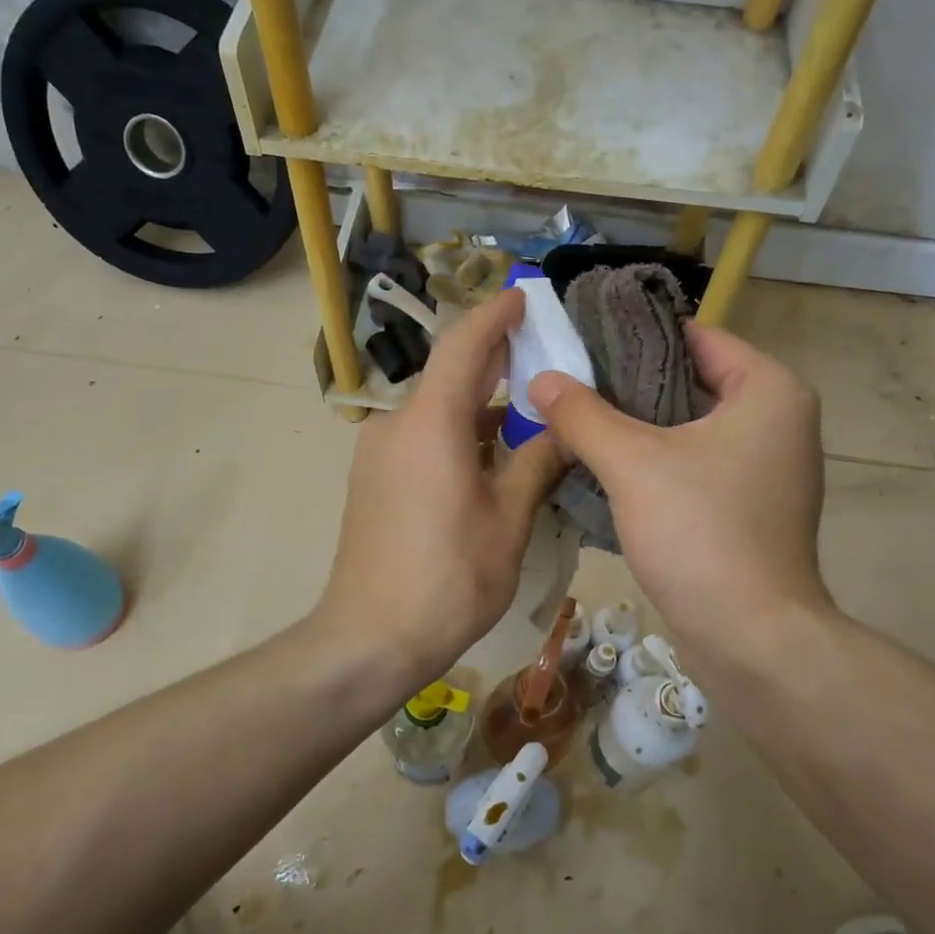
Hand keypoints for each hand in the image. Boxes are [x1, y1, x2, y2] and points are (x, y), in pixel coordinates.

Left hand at [314, 290, 566, 691]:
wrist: (369, 637)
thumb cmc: (448, 578)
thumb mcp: (508, 520)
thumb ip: (536, 463)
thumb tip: (564, 429)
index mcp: (430, 423)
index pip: (464, 344)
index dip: (496, 314)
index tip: (525, 296)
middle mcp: (397, 425)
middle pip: (450, 374)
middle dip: (495, 358)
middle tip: (545, 352)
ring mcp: (380, 454)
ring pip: (438, 410)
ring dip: (480, 403)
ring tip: (531, 409)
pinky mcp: (376, 480)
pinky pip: (423, 437)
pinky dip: (459, 433)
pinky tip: (493, 453)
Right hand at [528, 324, 832, 674]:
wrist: (751, 639)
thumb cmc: (701, 534)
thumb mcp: (632, 464)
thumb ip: (584, 414)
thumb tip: (541, 379)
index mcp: (770, 391)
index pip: (697, 337)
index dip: (636, 336)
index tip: (582, 341)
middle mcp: (779, 422)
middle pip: (691, 382)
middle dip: (629, 384)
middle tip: (569, 383)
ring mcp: (767, 469)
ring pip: (690, 429)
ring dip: (637, 427)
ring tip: (576, 419)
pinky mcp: (750, 508)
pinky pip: (696, 466)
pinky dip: (656, 463)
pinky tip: (605, 467)